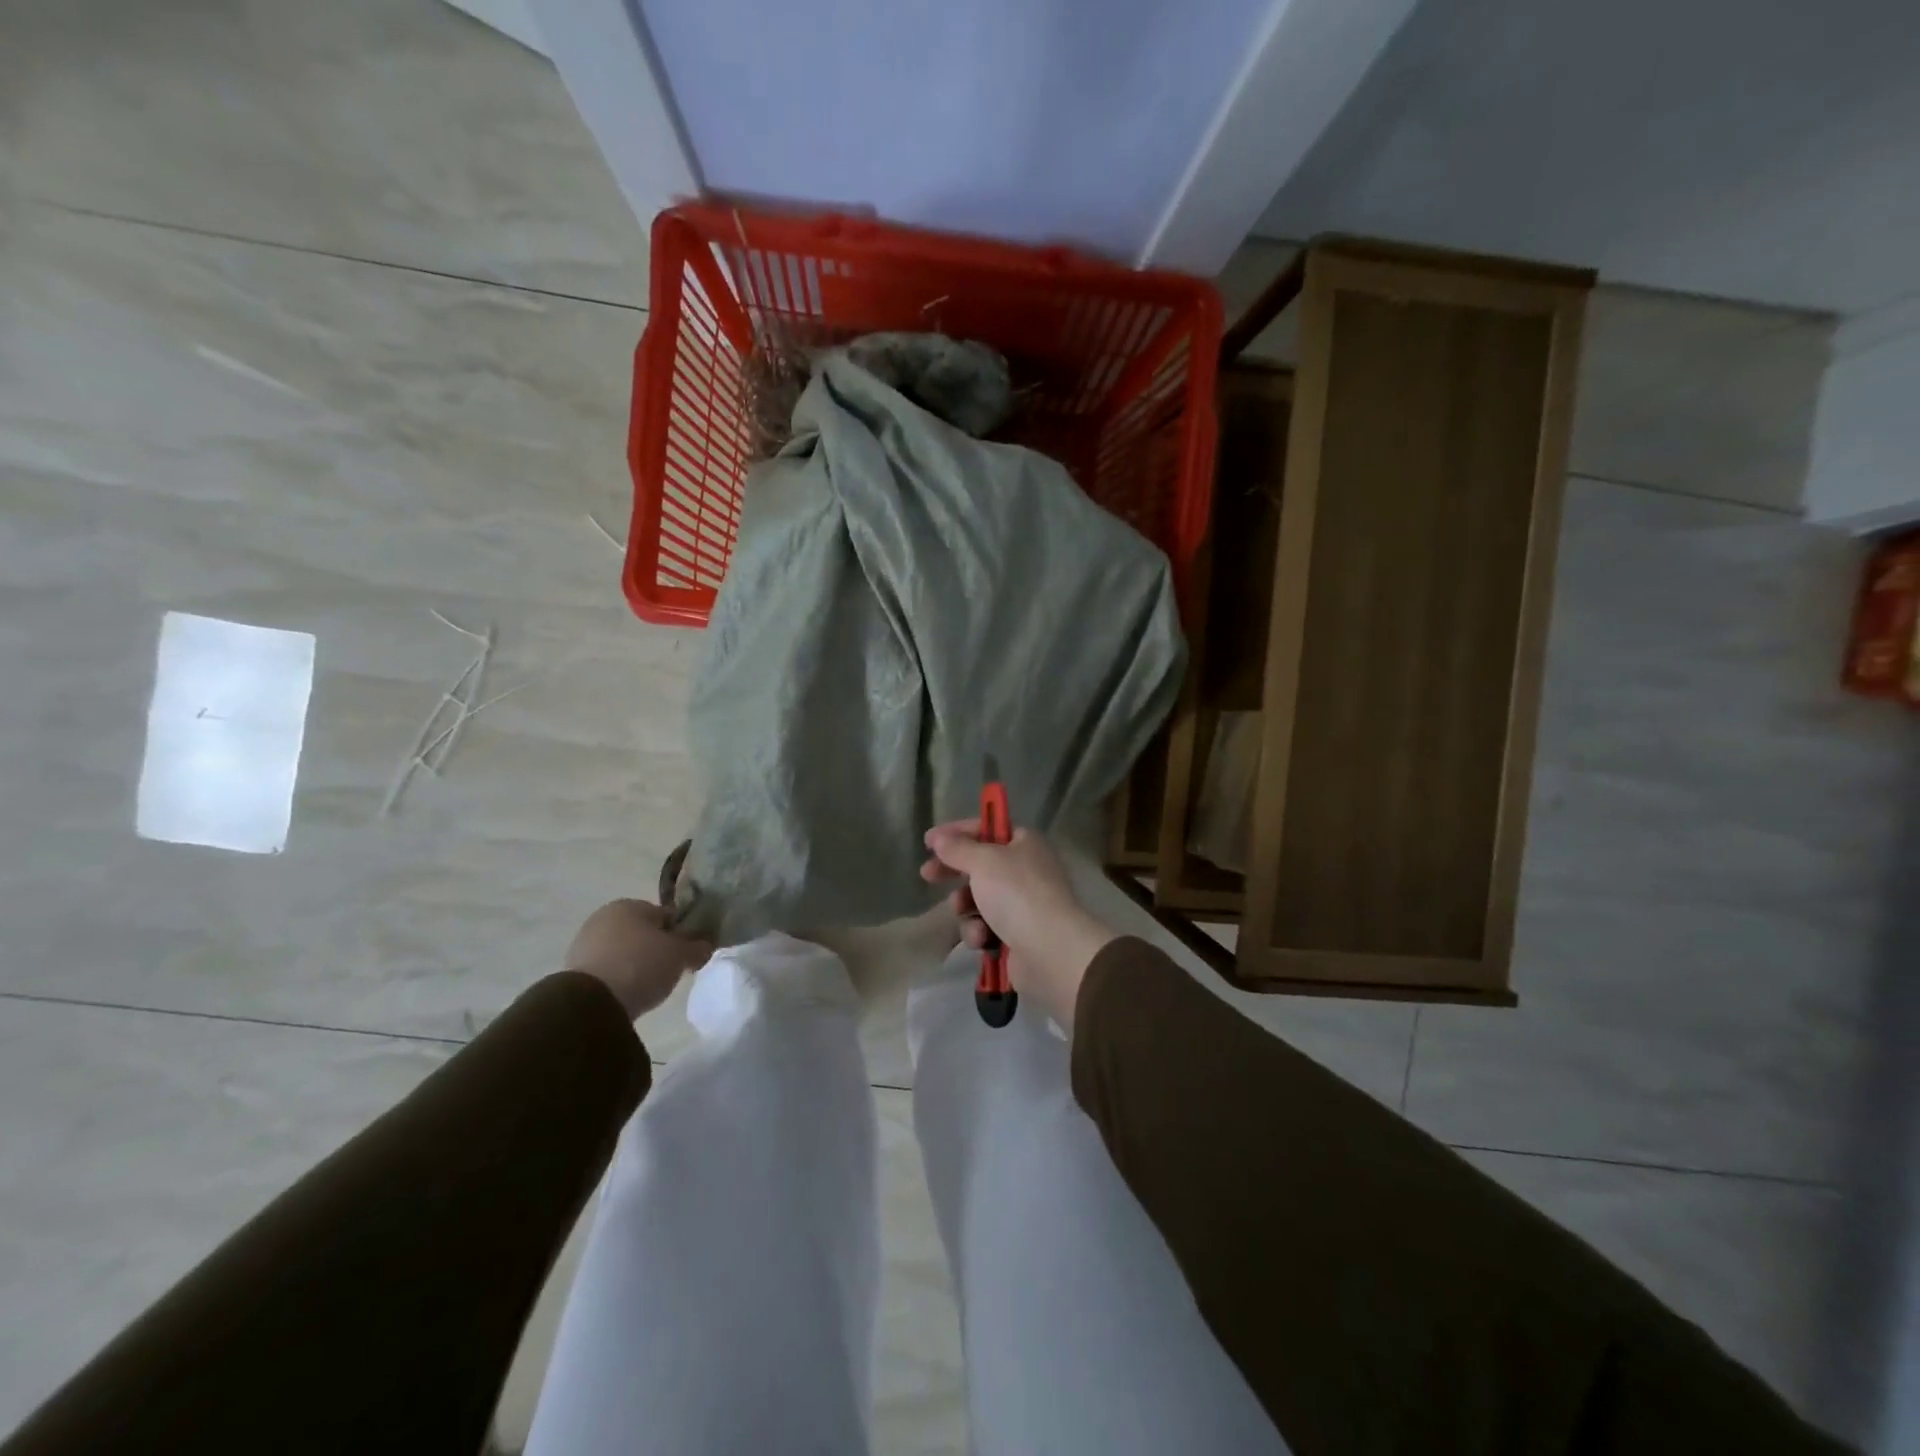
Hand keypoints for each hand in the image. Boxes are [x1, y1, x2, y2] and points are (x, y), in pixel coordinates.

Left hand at [565, 899, 712, 1019]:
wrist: (591, 1002)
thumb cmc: (641, 965)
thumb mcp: (680, 956)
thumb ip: (697, 947)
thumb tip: (706, 945)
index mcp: (631, 904)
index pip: (666, 916)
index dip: (681, 935)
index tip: (687, 956)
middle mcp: (605, 916)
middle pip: (642, 932)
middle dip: (656, 949)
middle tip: (669, 972)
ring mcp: (585, 942)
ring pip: (623, 951)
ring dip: (636, 964)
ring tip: (648, 987)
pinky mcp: (573, 969)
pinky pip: (607, 969)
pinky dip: (618, 978)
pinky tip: (627, 994)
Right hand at [920, 823, 1116, 1027]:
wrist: (1050, 951)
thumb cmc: (1017, 894)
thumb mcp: (983, 861)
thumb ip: (957, 848)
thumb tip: (939, 838)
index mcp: (1025, 843)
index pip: (986, 828)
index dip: (956, 832)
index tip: (928, 842)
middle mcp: (1025, 869)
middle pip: (980, 864)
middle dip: (953, 872)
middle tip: (927, 875)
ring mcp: (1022, 904)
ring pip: (978, 899)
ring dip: (966, 907)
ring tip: (964, 911)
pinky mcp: (1016, 934)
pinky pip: (986, 926)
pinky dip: (979, 932)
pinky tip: (982, 938)